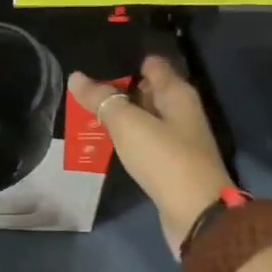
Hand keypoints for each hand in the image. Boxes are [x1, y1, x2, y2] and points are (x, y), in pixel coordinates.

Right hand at [69, 55, 234, 257]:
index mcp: (177, 93)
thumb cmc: (164, 159)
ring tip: (83, 107)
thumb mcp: (128, 124)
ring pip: (143, 116)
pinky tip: (104, 137)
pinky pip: (143, 139)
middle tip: (82, 83)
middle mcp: (180, 111)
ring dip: (119, 113)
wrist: (196, 213)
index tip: (96, 57)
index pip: (152, 64)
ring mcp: (177, 138)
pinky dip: (125, 136)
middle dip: (118, 86)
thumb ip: (102, 99)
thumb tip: (76, 76)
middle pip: (147, 89)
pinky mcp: (170, 162)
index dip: (126, 58)